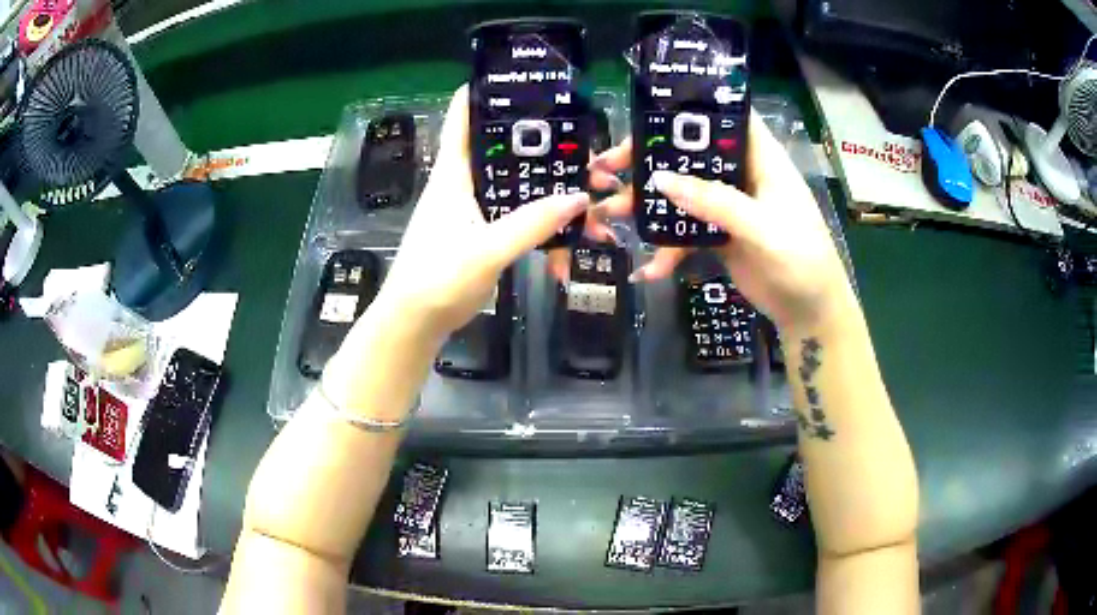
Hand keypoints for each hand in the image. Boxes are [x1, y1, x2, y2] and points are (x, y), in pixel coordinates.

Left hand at [372, 85, 589, 340]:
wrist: (414, 322)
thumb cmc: (438, 278)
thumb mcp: (487, 249)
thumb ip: (533, 224)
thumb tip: (579, 196)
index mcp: (453, 173)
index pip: (463, 117)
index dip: (484, 92)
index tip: (519, 78)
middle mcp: (461, 183)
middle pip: (499, 149)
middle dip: (536, 142)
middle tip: (576, 136)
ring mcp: (470, 209)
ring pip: (512, 184)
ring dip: (543, 185)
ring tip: (583, 181)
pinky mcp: (479, 233)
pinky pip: (514, 214)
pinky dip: (539, 217)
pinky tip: (566, 226)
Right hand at [591, 110, 854, 332]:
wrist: (810, 312)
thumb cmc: (802, 260)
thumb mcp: (764, 228)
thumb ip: (715, 202)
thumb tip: (660, 180)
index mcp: (761, 159)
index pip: (725, 119)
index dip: (689, 111)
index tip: (646, 117)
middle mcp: (742, 175)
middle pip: (692, 155)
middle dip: (651, 160)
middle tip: (608, 167)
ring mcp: (729, 206)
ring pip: (683, 193)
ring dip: (649, 205)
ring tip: (610, 214)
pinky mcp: (720, 235)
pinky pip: (687, 231)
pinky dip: (668, 248)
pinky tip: (650, 269)